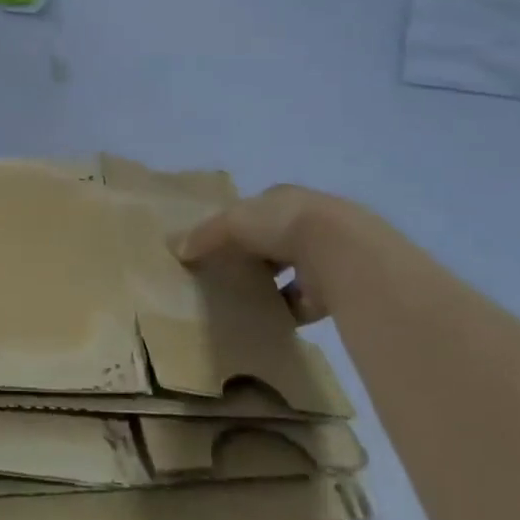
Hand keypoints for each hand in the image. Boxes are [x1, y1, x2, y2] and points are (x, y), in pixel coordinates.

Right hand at [175, 184, 335, 324]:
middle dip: (256, 256)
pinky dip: (290, 310)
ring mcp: (327, 253)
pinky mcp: (338, 286)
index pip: (257, 209)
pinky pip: (307, 301)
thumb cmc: (282, 224)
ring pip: (293, 269)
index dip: (237, 224)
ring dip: (274, 284)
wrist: (342, 251)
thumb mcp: (232, 222)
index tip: (218, 244)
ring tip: (247, 300)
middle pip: (275, 239)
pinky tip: (270, 320)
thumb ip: (204, 234)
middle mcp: (308, 221)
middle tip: (228, 275)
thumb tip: (177, 248)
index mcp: (284, 198)